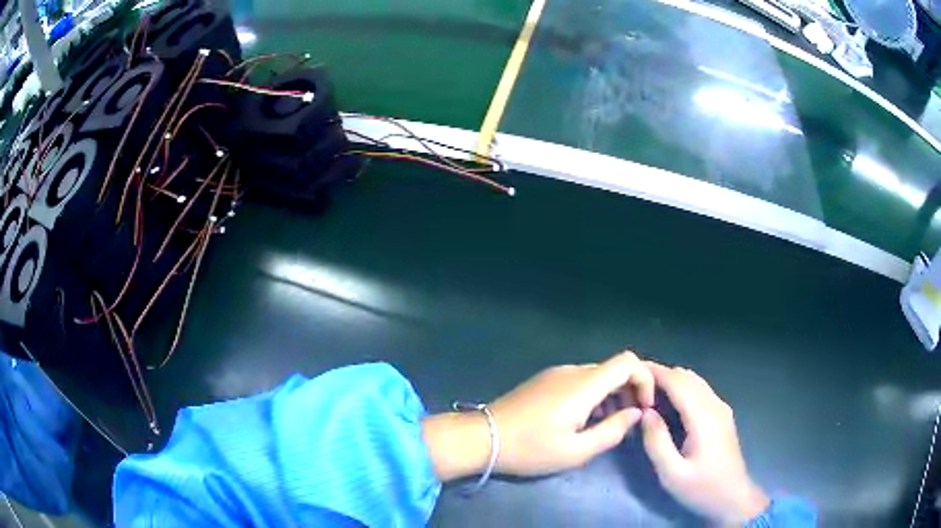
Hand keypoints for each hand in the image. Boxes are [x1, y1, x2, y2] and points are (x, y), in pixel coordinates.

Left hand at [423, 351, 653, 480]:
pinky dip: (593, 396)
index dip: (644, 380)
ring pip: (597, 375)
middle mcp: (572, 371)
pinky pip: (579, 381)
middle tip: (629, 421)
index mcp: (584, 384)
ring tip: (607, 425)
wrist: (482, 438)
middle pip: (614, 368)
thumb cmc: (531, 449)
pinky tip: (584, 421)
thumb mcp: (577, 451)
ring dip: (611, 395)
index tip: (644, 408)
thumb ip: (613, 431)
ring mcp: (555, 374)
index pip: (628, 361)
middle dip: (629, 391)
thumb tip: (636, 413)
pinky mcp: (544, 381)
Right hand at [641, 362, 768, 524]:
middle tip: (634, 385)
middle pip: (687, 377)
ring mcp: (721, 408)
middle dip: (661, 374)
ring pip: (694, 381)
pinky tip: (668, 403)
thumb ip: (657, 442)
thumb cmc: (701, 488)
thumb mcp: (672, 474)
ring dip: (672, 381)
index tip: (632, 371)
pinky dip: (682, 388)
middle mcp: (715, 405)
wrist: (732, 497)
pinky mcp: (722, 414)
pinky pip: (700, 390)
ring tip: (647, 392)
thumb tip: (645, 413)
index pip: (678, 382)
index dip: (655, 373)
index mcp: (703, 417)